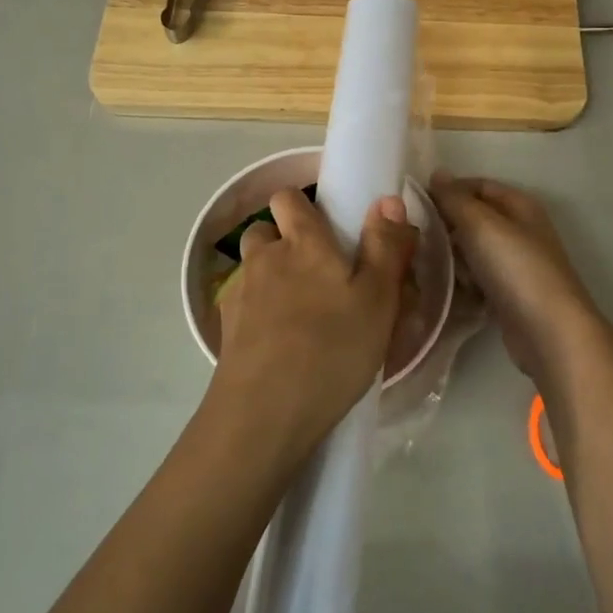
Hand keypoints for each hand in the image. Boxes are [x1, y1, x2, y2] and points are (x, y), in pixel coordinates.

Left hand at [209, 190, 417, 464]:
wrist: (264, 414)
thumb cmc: (332, 350)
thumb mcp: (377, 299)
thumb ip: (385, 246)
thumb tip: (387, 199)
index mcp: (302, 243)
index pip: (288, 198)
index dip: (303, 207)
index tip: (327, 229)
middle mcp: (264, 258)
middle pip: (265, 230)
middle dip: (285, 241)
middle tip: (318, 274)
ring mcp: (239, 293)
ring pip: (252, 267)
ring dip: (270, 276)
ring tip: (298, 310)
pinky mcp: (225, 329)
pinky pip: (243, 304)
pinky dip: (257, 311)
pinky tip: (278, 341)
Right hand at [430, 174, 602, 385]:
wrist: (548, 331)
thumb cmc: (515, 268)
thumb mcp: (481, 224)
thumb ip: (455, 199)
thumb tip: (436, 173)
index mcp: (519, 206)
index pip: (477, 186)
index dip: (448, 190)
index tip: (415, 204)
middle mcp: (520, 230)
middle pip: (474, 218)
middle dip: (446, 226)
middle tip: (416, 237)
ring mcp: (515, 264)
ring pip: (472, 251)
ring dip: (451, 257)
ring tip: (426, 266)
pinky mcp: (508, 294)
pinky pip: (477, 279)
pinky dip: (462, 282)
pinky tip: (444, 290)